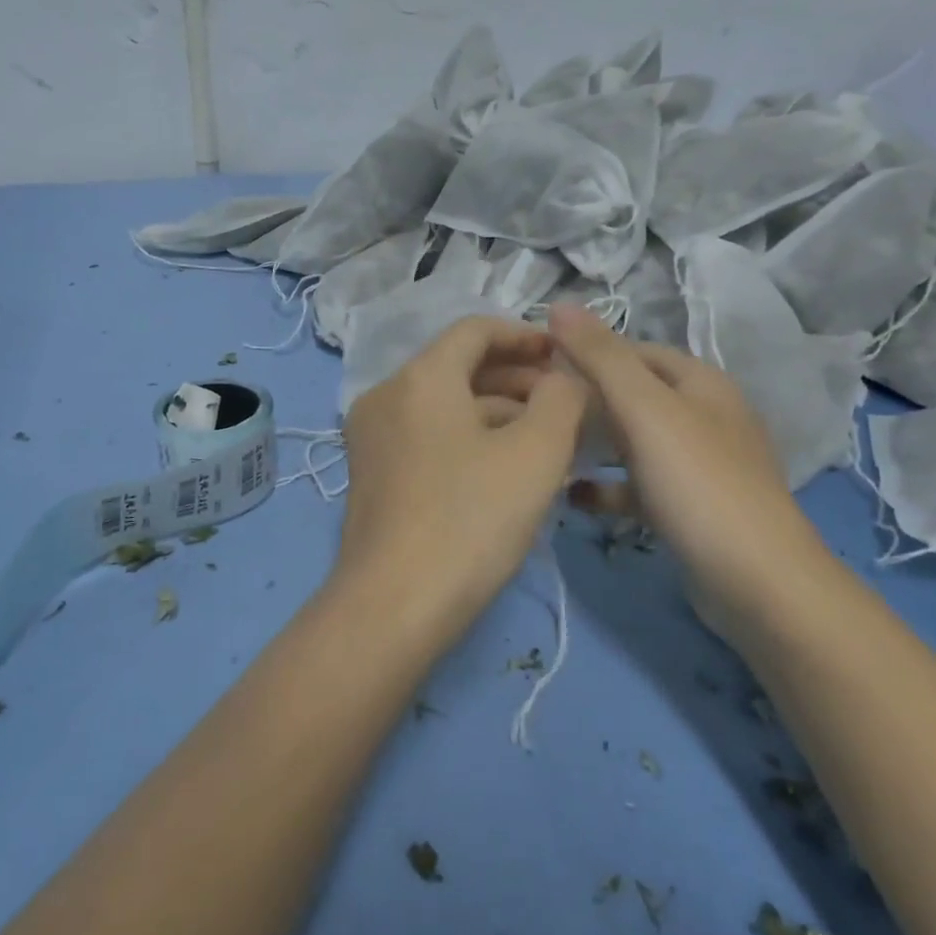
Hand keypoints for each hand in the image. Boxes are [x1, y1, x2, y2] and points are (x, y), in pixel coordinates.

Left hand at [336, 317, 587, 646]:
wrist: (393, 604)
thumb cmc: (471, 519)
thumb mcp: (536, 453)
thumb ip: (561, 399)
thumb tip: (563, 377)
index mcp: (420, 377)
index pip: (475, 330)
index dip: (525, 335)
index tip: (565, 357)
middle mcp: (386, 395)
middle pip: (457, 366)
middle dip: (515, 377)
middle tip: (564, 403)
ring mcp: (372, 436)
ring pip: (443, 404)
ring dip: (495, 410)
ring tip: (545, 438)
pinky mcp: (371, 473)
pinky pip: (426, 434)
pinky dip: (467, 436)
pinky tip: (502, 467)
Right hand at [545, 305, 826, 637]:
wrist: (756, 582)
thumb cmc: (698, 482)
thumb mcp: (644, 409)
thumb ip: (600, 357)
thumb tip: (559, 304)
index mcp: (700, 383)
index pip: (635, 350)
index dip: (589, 351)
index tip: (539, 366)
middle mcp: (704, 417)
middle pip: (634, 395)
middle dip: (586, 398)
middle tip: (535, 410)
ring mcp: (700, 466)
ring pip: (635, 442)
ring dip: (594, 443)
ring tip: (547, 447)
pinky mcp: (691, 509)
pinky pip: (639, 487)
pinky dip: (608, 488)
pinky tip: (573, 496)